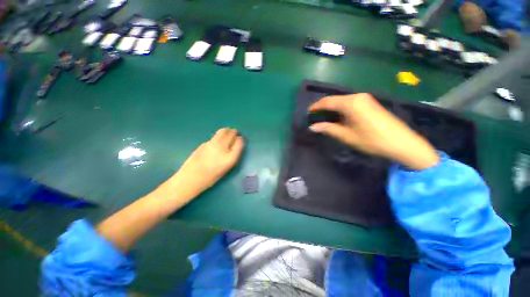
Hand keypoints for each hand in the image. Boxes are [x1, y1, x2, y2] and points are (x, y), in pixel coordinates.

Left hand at [169, 128, 244, 196]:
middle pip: (231, 134)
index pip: (239, 142)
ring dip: (227, 131)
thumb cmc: (211, 176)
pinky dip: (218, 137)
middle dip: (234, 132)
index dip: (240, 139)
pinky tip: (216, 142)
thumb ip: (232, 155)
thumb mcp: (226, 167)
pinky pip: (214, 137)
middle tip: (235, 132)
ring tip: (227, 132)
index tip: (240, 138)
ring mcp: (213, 143)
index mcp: (230, 157)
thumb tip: (233, 145)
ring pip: (222, 131)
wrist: (192, 177)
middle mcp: (223, 148)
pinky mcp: (204, 142)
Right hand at [309, 93, 438, 170]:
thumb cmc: (372, 140)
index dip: (316, 106)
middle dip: (323, 107)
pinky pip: (350, 103)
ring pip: (342, 101)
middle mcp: (357, 97)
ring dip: (332, 108)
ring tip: (323, 117)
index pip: (327, 101)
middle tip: (314, 116)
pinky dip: (340, 109)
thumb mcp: (346, 135)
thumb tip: (313, 127)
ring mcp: (365, 99)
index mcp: (351, 103)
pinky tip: (338, 117)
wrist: (402, 143)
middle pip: (335, 99)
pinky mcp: (369, 103)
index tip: (308, 112)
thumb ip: (328, 129)